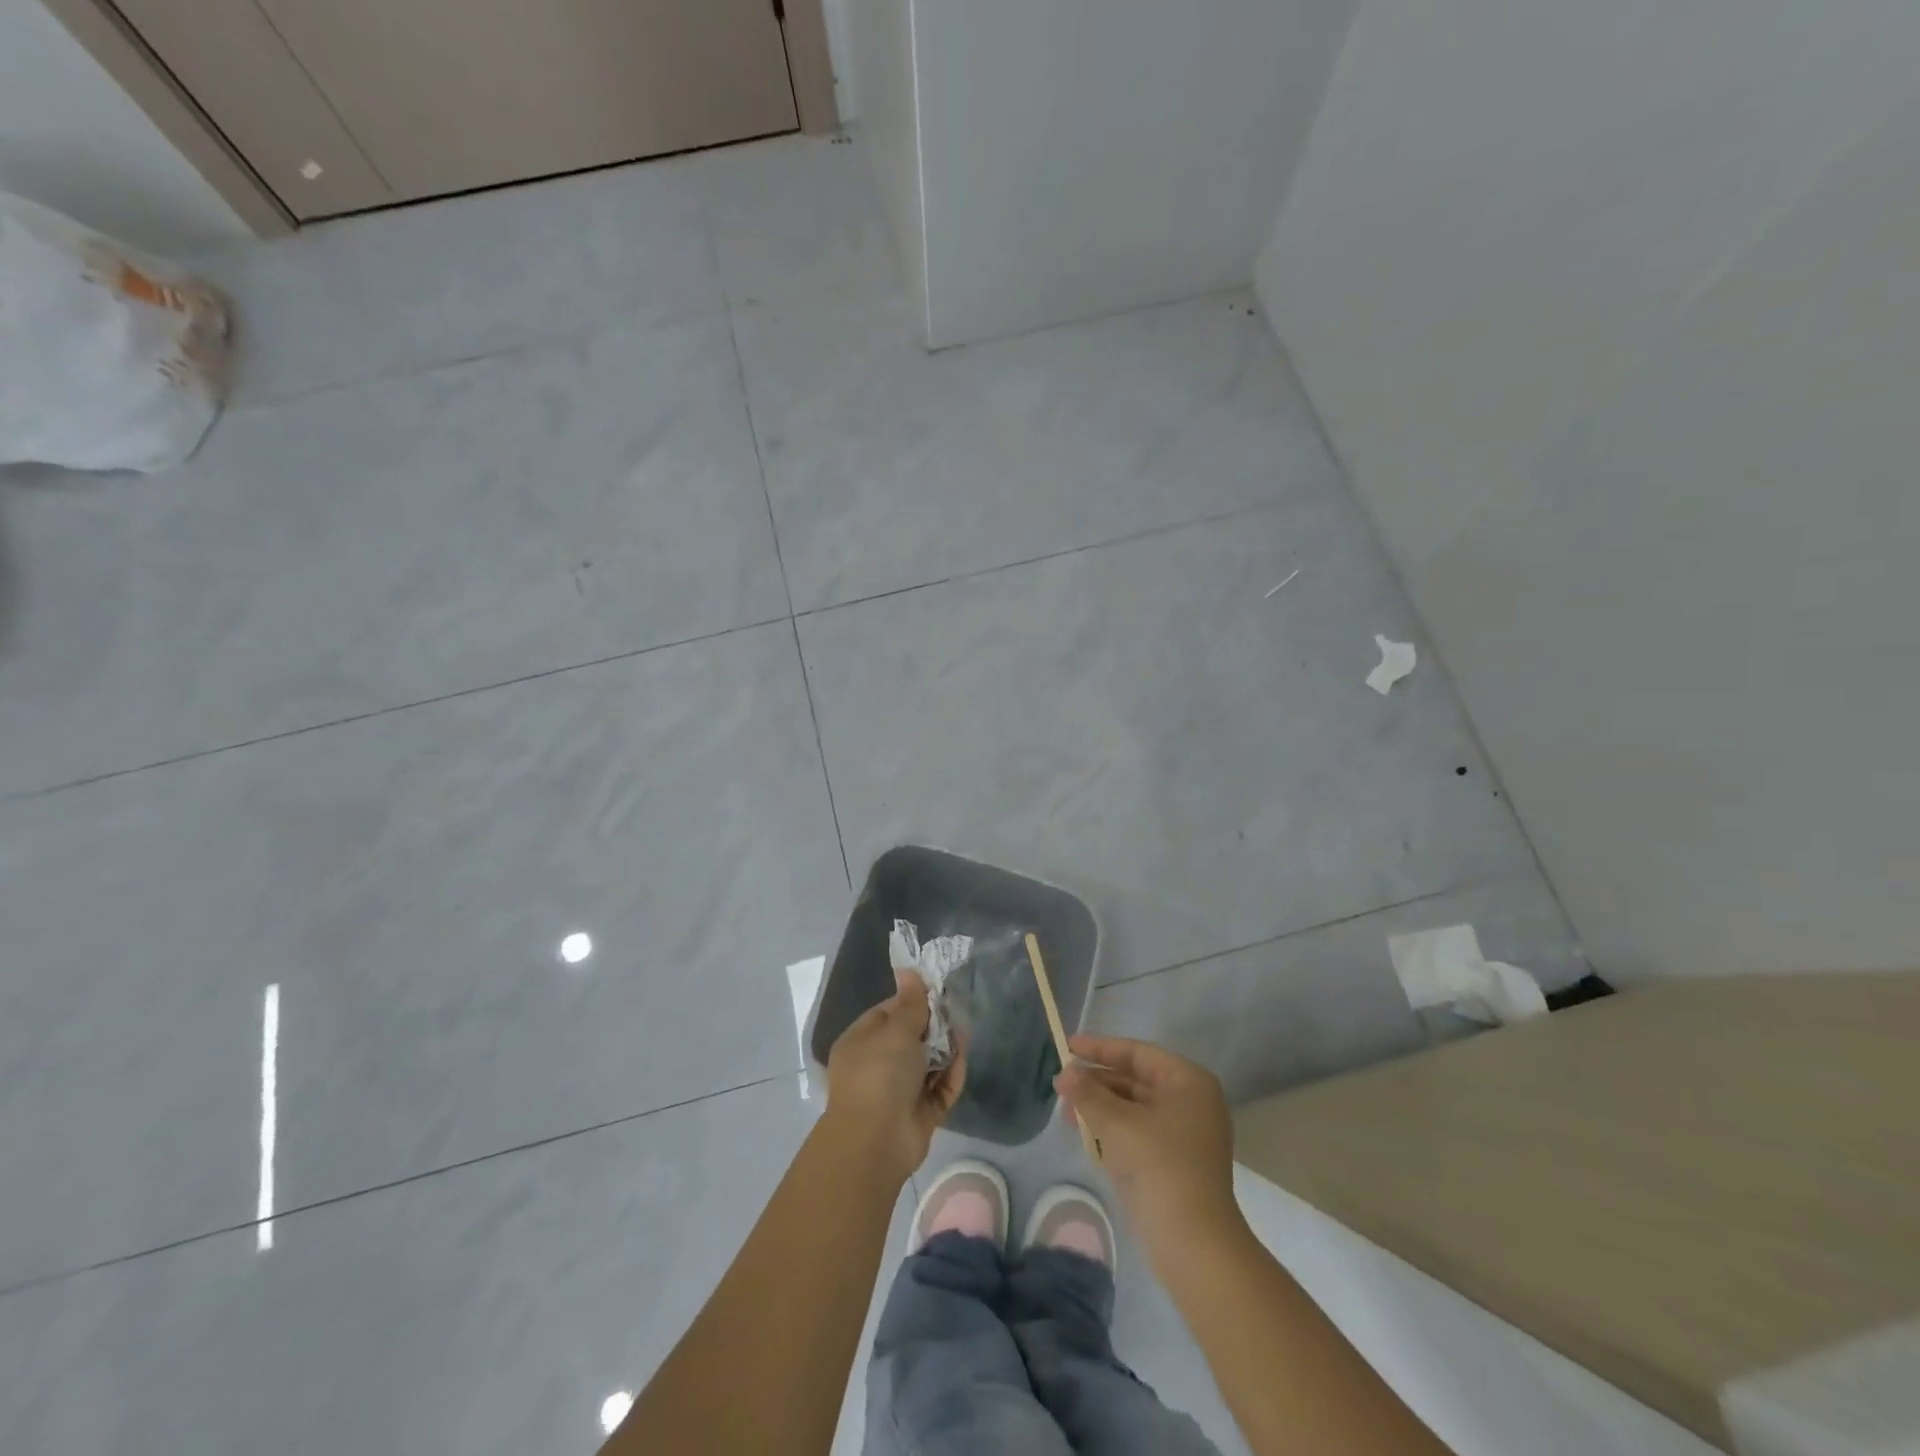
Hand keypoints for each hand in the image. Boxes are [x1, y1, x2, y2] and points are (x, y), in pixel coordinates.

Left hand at [824, 970, 966, 1180]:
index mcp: (862, 1042)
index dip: (912, 1002)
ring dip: (946, 1049)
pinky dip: (951, 1074)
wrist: (876, 1141)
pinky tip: (963, 1057)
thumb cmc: (879, 1073)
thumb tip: (908, 970)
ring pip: (929, 1063)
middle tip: (955, 1011)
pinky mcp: (920, 1113)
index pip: (888, 1013)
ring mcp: (899, 1091)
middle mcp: (878, 1065)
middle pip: (912, 1038)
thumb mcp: (895, 1030)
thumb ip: (910, 1003)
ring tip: (964, 1032)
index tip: (937, 992)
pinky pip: (939, 1088)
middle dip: (934, 1025)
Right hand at [1054, 1036, 1242, 1256]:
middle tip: (1060, 1082)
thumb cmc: (1159, 1164)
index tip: (1067, 1046)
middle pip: (1135, 1080)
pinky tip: (1083, 1131)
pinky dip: (1111, 1129)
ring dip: (1099, 1106)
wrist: (1193, 1242)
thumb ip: (1087, 1093)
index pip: (1137, 1053)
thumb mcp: (1117, 1122)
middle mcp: (1190, 1102)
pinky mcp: (1173, 1164)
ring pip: (1134, 1108)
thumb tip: (1065, 1073)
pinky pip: (1137, 1133)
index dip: (1100, 1049)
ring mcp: (1183, 1135)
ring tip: (1065, 1108)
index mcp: (1188, 1082)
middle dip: (1096, 1081)